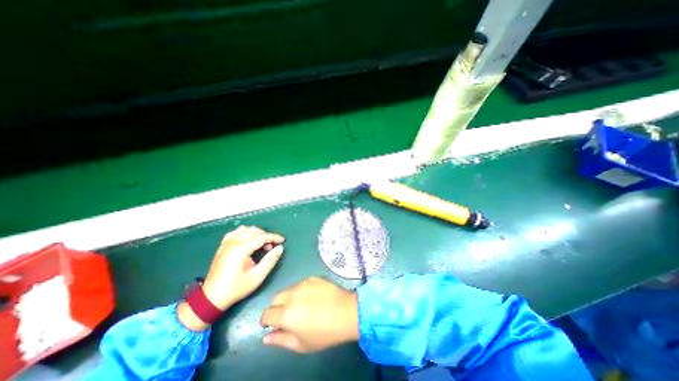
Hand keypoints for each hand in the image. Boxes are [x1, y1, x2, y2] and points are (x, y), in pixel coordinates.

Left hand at [177, 226, 283, 330]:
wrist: (212, 298)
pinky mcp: (222, 246)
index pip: (261, 237)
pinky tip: (248, 241)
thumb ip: (270, 260)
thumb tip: (280, 248)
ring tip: (261, 244)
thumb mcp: (257, 276)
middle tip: (271, 246)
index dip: (274, 237)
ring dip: (256, 233)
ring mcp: (226, 243)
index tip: (282, 241)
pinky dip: (244, 233)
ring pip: (244, 229)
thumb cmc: (236, 288)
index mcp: (241, 250)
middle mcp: (233, 243)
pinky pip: (235, 232)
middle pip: (254, 230)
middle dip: (266, 236)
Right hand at [258, 277, 356, 353]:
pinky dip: (301, 291)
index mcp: (286, 314)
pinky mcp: (313, 278)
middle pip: (275, 299)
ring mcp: (303, 284)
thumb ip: (280, 340)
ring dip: (289, 298)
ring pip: (288, 290)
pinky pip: (301, 284)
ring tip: (301, 305)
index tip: (271, 324)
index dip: (266, 320)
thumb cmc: (324, 333)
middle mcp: (291, 295)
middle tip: (287, 315)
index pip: (266, 314)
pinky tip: (312, 297)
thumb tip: (266, 336)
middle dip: (276, 307)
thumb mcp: (301, 344)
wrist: (346, 312)